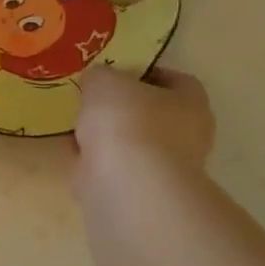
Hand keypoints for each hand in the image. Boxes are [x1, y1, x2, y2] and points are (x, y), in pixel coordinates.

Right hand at [65, 64, 213, 190]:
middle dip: (123, 109)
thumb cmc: (126, 121)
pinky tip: (74, 154)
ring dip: (107, 138)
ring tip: (76, 127)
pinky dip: (95, 162)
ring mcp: (164, 168)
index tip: (117, 73)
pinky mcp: (140, 192)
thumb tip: (97, 81)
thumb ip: (100, 76)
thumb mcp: (104, 81)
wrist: (126, 184)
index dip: (147, 74)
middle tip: (92, 101)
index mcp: (190, 102)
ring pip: (131, 144)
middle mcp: (187, 136)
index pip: (177, 81)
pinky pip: (113, 168)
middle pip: (153, 114)